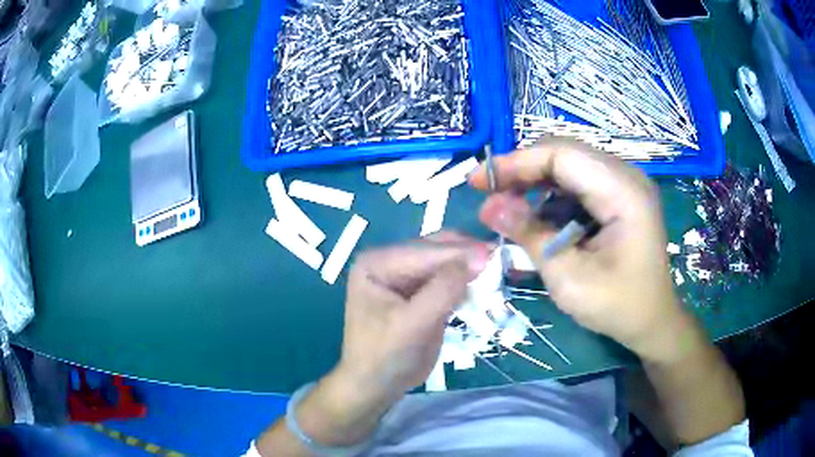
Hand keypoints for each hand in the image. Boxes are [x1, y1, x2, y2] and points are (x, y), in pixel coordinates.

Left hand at [337, 234, 489, 398]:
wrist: (377, 385)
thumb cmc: (385, 356)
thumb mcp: (412, 324)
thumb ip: (443, 290)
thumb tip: (479, 257)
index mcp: (378, 263)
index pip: (425, 250)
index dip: (460, 252)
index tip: (496, 255)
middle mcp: (391, 262)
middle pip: (437, 249)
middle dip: (468, 256)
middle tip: (501, 261)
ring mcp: (407, 276)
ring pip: (446, 263)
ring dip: (470, 268)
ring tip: (498, 271)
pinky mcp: (421, 292)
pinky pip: (449, 280)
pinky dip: (467, 283)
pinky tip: (484, 287)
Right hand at [469, 138, 686, 359]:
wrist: (652, 321)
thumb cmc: (617, 306)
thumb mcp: (569, 279)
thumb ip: (531, 237)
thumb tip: (488, 207)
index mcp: (623, 192)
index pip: (561, 155)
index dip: (516, 163)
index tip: (478, 182)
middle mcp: (626, 176)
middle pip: (564, 153)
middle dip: (522, 170)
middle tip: (488, 194)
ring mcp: (624, 184)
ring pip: (569, 165)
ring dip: (535, 182)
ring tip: (507, 208)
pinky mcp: (619, 197)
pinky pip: (579, 183)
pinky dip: (552, 196)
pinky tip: (537, 218)